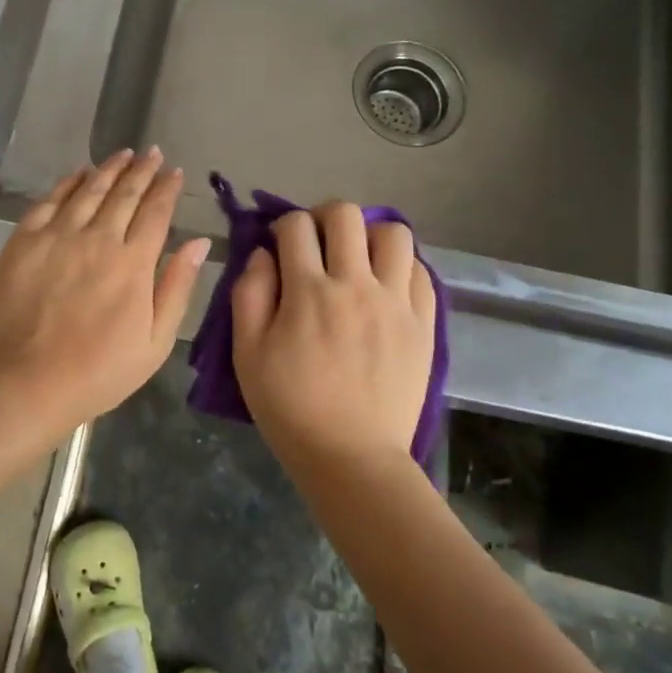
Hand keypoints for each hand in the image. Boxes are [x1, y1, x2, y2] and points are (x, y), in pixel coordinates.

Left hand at [0, 148, 209, 439]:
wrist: (27, 384)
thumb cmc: (100, 371)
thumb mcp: (156, 341)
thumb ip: (177, 287)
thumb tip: (198, 243)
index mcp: (134, 263)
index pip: (155, 212)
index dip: (167, 189)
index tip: (175, 172)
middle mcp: (98, 239)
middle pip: (124, 194)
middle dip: (142, 170)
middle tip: (153, 153)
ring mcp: (57, 237)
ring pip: (89, 190)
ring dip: (109, 169)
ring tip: (123, 154)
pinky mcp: (23, 242)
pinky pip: (49, 201)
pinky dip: (67, 183)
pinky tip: (78, 173)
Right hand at [230, 203, 436, 469]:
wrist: (351, 456)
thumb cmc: (290, 408)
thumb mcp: (247, 354)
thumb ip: (249, 294)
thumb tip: (262, 253)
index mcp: (308, 292)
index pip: (296, 227)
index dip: (283, 226)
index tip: (281, 245)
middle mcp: (356, 285)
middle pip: (346, 215)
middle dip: (323, 217)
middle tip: (317, 243)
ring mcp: (396, 302)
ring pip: (394, 233)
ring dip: (369, 236)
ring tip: (359, 260)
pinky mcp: (423, 323)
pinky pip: (421, 272)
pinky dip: (401, 267)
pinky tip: (386, 286)